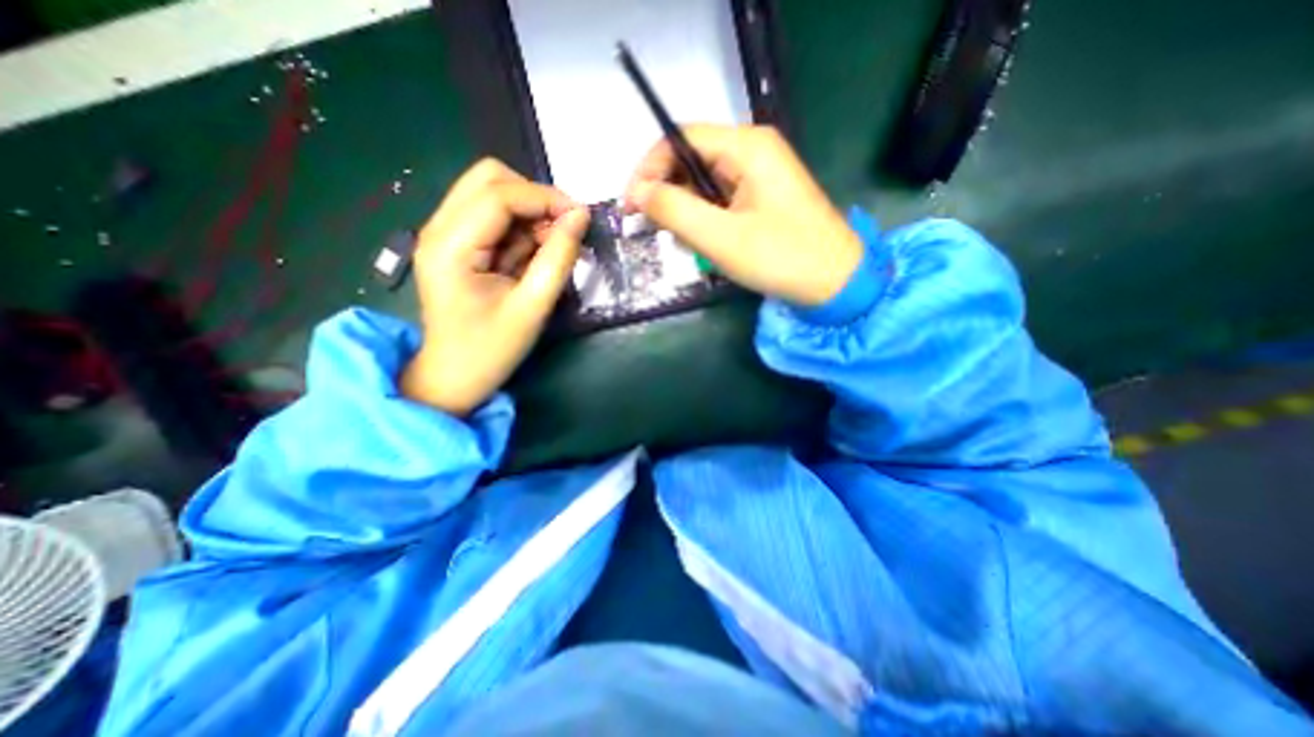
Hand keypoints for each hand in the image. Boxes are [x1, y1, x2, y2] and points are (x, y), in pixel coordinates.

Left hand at [398, 158, 587, 416]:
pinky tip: (531, 255)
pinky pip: (493, 217)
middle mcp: (439, 228)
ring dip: (529, 213)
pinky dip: (520, 227)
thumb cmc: (491, 350)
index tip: (582, 218)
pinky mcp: (456, 244)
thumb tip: (580, 217)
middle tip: (562, 230)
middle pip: (489, 179)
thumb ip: (558, 258)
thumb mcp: (533, 307)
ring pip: (492, 193)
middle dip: (534, 198)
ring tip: (549, 248)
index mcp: (450, 246)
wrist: (454, 377)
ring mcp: (444, 234)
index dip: (546, 198)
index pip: (499, 195)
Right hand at [626, 123, 864, 305]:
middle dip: (669, 197)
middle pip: (690, 161)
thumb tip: (637, 192)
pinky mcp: (762, 197)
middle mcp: (752, 150)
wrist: (835, 283)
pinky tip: (710, 246)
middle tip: (661, 233)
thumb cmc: (781, 257)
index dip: (648, 169)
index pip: (679, 138)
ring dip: (688, 214)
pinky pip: (720, 200)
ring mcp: (759, 175)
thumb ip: (674, 210)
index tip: (631, 206)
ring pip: (703, 184)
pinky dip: (707, 222)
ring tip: (693, 246)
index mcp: (746, 146)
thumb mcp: (720, 237)